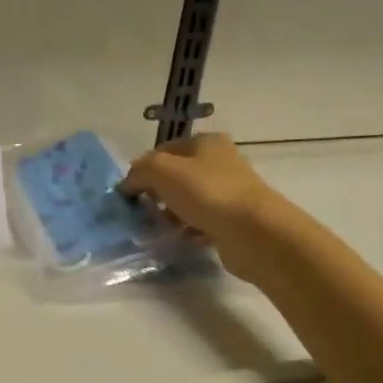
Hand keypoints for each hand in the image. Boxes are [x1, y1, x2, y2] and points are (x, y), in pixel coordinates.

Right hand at [120, 134, 287, 280]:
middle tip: (142, 210)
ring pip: (188, 200)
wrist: (255, 233)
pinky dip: (188, 230)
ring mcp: (230, 192)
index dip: (143, 168)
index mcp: (206, 142)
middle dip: (156, 193)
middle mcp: (220, 163)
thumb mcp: (161, 170)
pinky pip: (202, 222)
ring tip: (157, 229)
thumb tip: (127, 184)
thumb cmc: (207, 192)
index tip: (129, 191)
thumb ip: (139, 171)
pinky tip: (178, 239)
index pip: (164, 150)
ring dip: (171, 214)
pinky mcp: (234, 221)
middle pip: (176, 176)